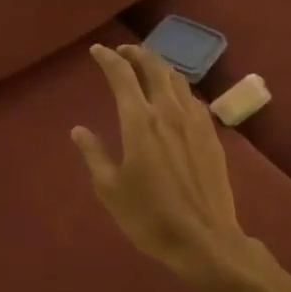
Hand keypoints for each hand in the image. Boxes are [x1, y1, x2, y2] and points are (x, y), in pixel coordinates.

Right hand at [72, 44, 255, 286]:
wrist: (205, 240)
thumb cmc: (149, 217)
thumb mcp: (110, 189)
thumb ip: (93, 154)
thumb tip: (79, 130)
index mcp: (139, 121)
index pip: (122, 76)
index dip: (108, 58)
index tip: (96, 51)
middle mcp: (168, 112)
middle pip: (154, 67)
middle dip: (136, 54)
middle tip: (122, 52)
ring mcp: (195, 122)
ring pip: (178, 80)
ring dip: (159, 66)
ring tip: (147, 67)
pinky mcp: (212, 136)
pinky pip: (193, 99)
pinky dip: (178, 88)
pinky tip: (175, 97)